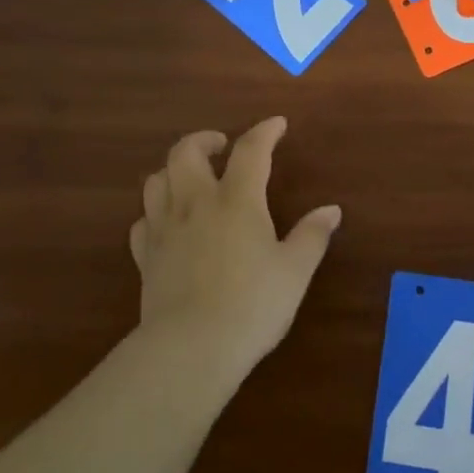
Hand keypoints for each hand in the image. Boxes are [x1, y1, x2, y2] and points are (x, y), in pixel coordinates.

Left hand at [130, 117, 340, 375]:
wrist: (192, 348)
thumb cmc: (253, 305)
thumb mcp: (295, 271)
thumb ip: (312, 236)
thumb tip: (331, 210)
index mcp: (237, 200)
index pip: (250, 150)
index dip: (265, 132)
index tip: (277, 124)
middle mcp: (196, 204)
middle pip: (185, 152)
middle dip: (203, 140)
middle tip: (220, 146)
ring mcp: (165, 229)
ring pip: (156, 180)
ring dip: (173, 170)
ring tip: (190, 179)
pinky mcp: (146, 258)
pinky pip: (142, 222)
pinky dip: (155, 213)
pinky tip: (167, 223)